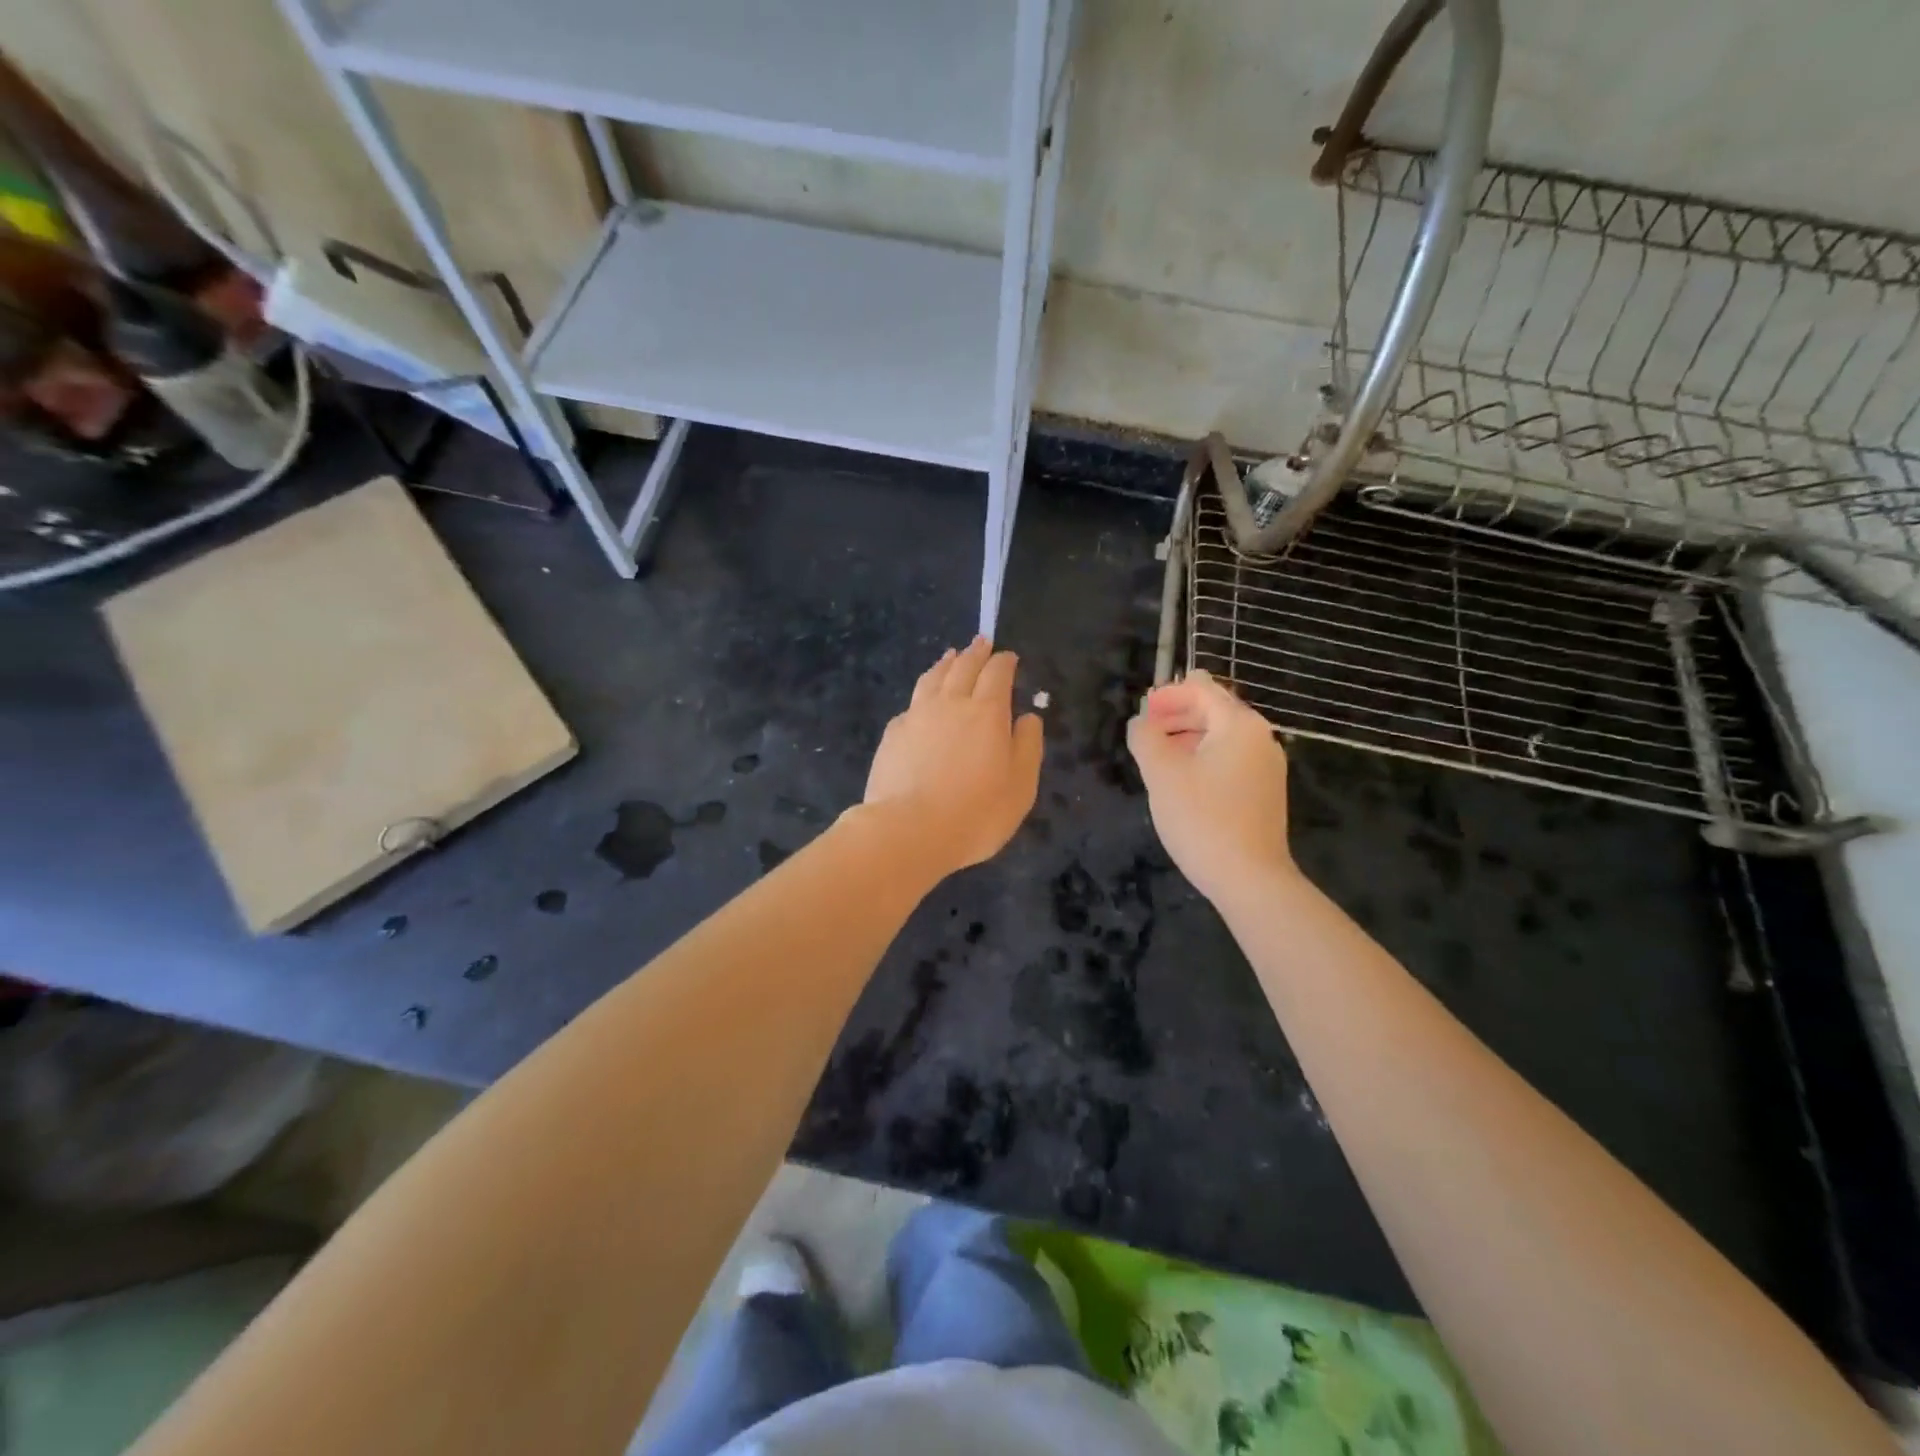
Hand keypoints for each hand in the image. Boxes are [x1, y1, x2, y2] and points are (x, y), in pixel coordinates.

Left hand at [861, 638, 1043, 879]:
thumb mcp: (1021, 786)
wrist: (909, 831)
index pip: (997, 673)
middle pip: (963, 667)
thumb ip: (1028, 746)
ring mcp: (916, 716)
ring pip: (932, 678)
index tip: (1009, 657)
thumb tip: (1028, 716)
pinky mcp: (892, 735)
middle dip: (975, 653)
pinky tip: (921, 701)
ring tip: (950, 656)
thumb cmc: (976, 813)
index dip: (1005, 662)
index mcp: (987, 712)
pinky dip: (922, 694)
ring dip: (945, 664)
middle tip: (981, 642)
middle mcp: (950, 703)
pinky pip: (911, 704)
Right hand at [1127, 670, 1294, 903]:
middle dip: (1176, 713)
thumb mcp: (1161, 773)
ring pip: (1221, 736)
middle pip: (1214, 709)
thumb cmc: (1202, 819)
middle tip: (1144, 733)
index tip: (1141, 711)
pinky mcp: (1264, 791)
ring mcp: (1266, 766)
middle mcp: (1260, 737)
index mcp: (1239, 724)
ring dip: (1187, 736)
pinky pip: (1229, 759)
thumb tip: (1141, 722)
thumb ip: (1145, 737)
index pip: (1202, 688)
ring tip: (1157, 756)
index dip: (1168, 693)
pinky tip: (1182, 780)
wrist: (1249, 879)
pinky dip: (1203, 757)